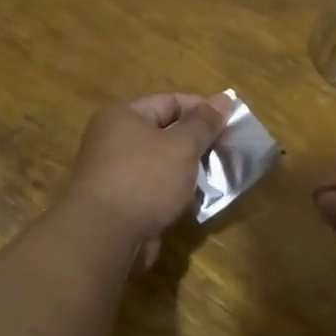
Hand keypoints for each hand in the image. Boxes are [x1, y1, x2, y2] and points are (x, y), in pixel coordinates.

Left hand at [67, 93, 233, 268]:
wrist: (105, 237)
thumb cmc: (145, 180)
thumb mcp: (182, 146)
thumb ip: (204, 123)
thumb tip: (224, 98)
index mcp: (123, 116)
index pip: (169, 101)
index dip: (202, 109)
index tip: (231, 122)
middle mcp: (113, 139)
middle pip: (163, 132)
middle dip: (196, 142)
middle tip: (226, 151)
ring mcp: (113, 172)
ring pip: (160, 163)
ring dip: (186, 169)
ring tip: (215, 177)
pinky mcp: (118, 201)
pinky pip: (152, 187)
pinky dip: (172, 191)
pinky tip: (193, 200)